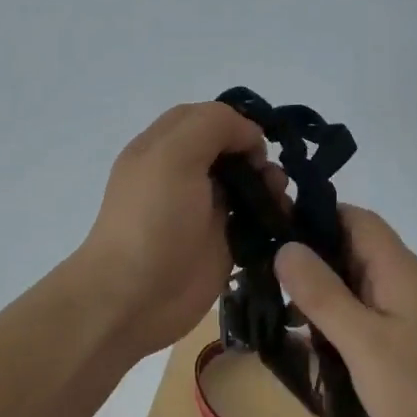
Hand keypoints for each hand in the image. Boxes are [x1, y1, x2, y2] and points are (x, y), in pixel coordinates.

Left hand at [71, 103, 283, 359]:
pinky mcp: (222, 243)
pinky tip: (283, 221)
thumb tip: (250, 137)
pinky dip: (273, 216)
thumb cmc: (152, 220)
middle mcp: (183, 174)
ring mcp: (203, 210)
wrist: (134, 298)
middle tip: (270, 176)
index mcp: (163, 147)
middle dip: (257, 155)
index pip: (205, 118)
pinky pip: (254, 220)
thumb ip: (213, 125)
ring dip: (269, 185)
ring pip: (246, 183)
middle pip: (230, 149)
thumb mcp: (173, 155)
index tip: (257, 143)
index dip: (235, 123)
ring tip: (279, 201)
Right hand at [274, 205, 416, 416]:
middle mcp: (406, 279)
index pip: (356, 219)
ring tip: (284, 311)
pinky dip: (340, 317)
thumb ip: (323, 294)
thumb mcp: (363, 341)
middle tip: (268, 277)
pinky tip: (316, 340)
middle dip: (313, 258)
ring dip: (325, 291)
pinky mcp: (410, 337)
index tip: (275, 232)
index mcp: (398, 268)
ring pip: (359, 282)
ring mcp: (411, 309)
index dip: (316, 217)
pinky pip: (368, 311)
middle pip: (355, 248)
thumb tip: (286, 247)